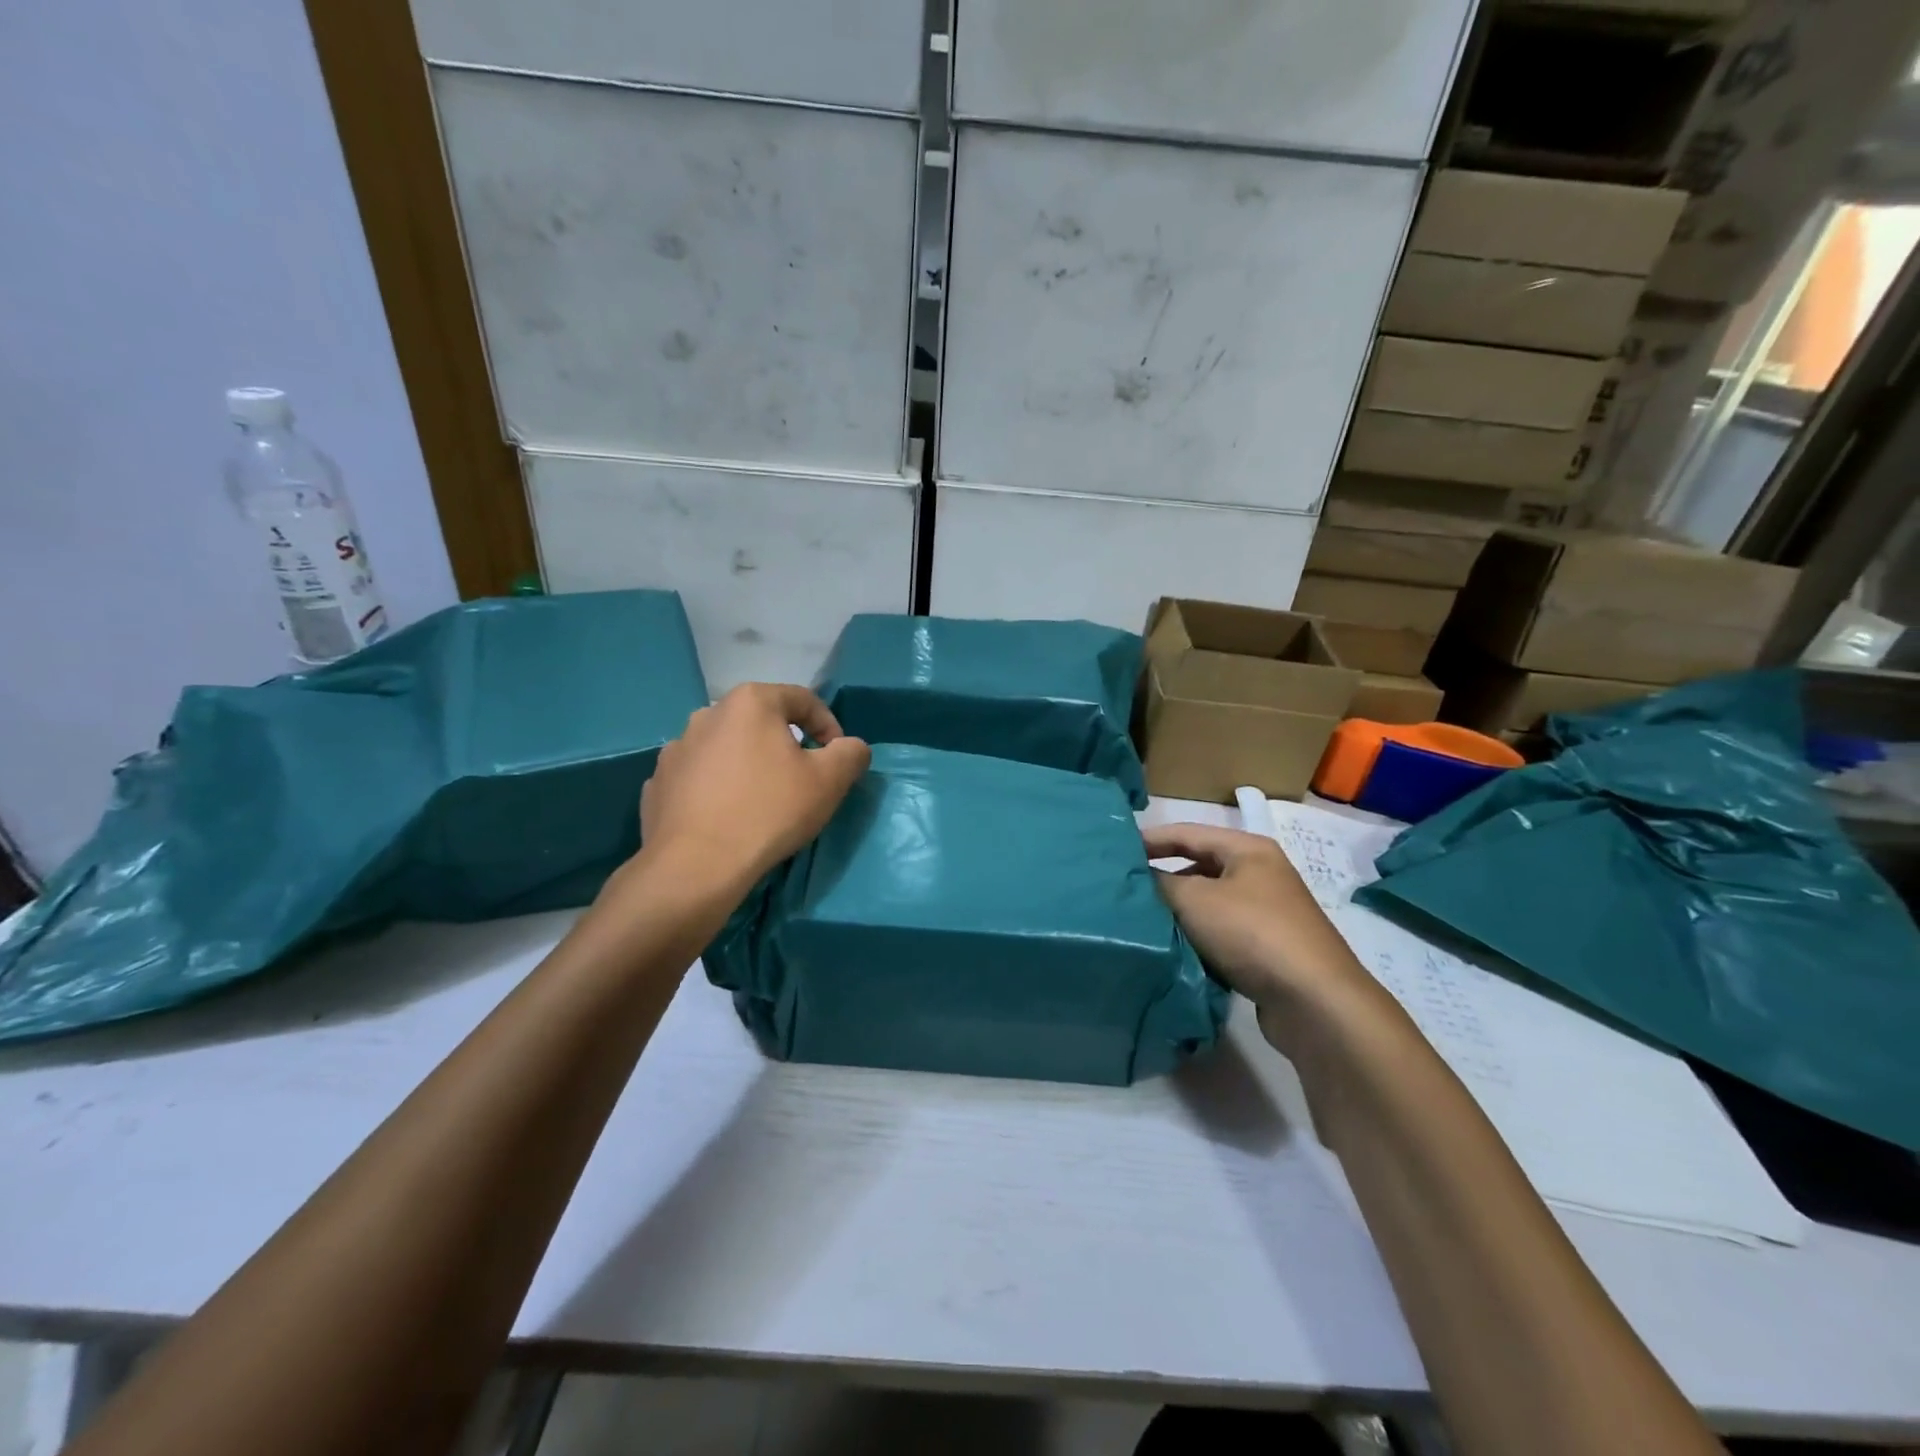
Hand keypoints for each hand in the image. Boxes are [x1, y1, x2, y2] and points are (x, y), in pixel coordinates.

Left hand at [638, 683, 870, 889]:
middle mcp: (708, 713)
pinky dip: (717, 788)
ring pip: (727, 749)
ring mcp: (676, 748)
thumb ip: (851, 752)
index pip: (803, 700)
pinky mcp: (658, 782)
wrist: (696, 866)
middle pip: (761, 722)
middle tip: (802, 781)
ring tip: (762, 801)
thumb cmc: (770, 811)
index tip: (837, 759)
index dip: (829, 726)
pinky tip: (728, 817)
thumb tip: (850, 746)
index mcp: (750, 702)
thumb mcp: (831, 780)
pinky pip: (699, 777)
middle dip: (786, 746)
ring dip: (749, 765)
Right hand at [1144, 822, 1373, 1037]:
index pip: (1186, 833)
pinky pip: (1221, 933)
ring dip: (1178, 911)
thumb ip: (1159, 882)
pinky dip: (1197, 937)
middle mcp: (1260, 873)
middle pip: (1198, 866)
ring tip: (1143, 921)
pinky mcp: (1268, 949)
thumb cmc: (1252, 934)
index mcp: (1247, 849)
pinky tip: (1175, 950)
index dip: (1148, 840)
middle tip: (1124, 890)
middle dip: (1162, 878)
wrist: (1315, 1002)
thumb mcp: (1195, 900)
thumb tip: (1137, 877)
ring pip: (1208, 903)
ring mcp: (1268, 912)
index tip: (1113, 855)